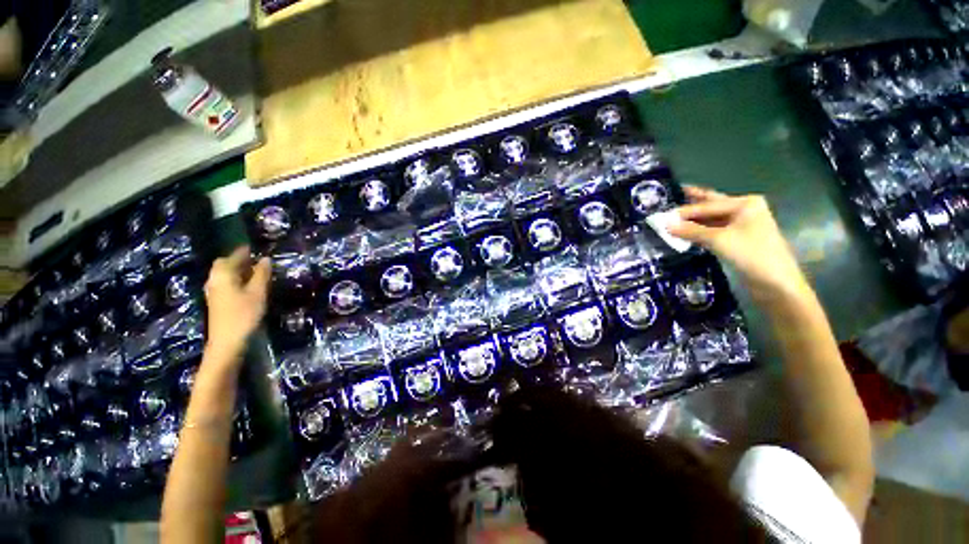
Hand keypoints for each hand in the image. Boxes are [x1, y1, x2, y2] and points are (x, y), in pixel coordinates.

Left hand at [203, 246, 269, 360]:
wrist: (227, 342)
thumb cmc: (244, 314)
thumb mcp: (258, 292)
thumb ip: (262, 274)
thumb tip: (265, 259)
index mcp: (223, 274)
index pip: (234, 256)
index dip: (245, 251)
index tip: (258, 247)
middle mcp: (214, 280)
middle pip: (225, 264)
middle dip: (240, 260)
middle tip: (257, 259)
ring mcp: (214, 291)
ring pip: (225, 274)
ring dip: (238, 270)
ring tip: (256, 271)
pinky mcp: (217, 301)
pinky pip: (226, 283)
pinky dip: (236, 279)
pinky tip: (248, 285)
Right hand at [668, 187, 808, 299]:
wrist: (775, 283)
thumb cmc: (751, 254)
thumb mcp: (719, 240)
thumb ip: (691, 231)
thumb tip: (665, 224)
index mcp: (745, 204)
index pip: (707, 205)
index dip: (684, 211)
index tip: (661, 215)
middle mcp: (743, 211)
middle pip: (711, 206)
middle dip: (692, 204)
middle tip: (672, 197)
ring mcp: (741, 226)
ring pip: (711, 220)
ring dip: (692, 221)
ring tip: (671, 219)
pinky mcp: (736, 241)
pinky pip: (713, 232)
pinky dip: (698, 232)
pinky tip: (684, 233)